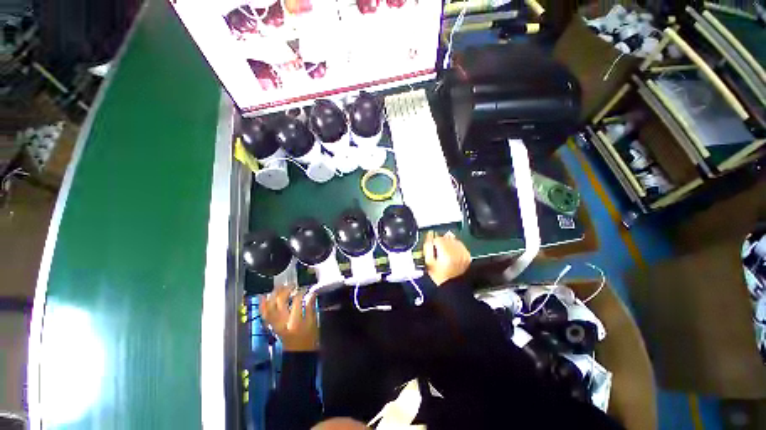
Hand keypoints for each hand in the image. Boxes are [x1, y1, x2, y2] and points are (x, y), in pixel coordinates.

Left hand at [260, 286, 318, 351]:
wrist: (298, 353)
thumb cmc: (309, 338)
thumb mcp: (313, 322)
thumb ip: (311, 307)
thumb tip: (311, 293)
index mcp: (295, 321)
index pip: (297, 300)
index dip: (301, 291)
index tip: (305, 288)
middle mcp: (283, 321)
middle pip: (281, 301)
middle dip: (286, 290)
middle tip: (293, 285)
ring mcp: (275, 324)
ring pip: (270, 306)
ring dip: (274, 294)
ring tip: (281, 287)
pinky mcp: (272, 325)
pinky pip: (265, 314)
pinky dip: (263, 305)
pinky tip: (264, 296)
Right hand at [423, 231, 470, 285]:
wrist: (453, 286)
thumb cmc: (439, 276)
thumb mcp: (429, 262)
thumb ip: (428, 247)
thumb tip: (429, 236)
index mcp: (445, 252)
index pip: (438, 238)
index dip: (433, 242)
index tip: (431, 247)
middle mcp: (455, 251)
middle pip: (446, 238)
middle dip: (440, 242)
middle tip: (437, 249)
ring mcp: (463, 253)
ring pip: (453, 240)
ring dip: (448, 243)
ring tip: (445, 251)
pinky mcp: (467, 256)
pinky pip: (460, 245)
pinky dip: (455, 246)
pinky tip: (452, 252)